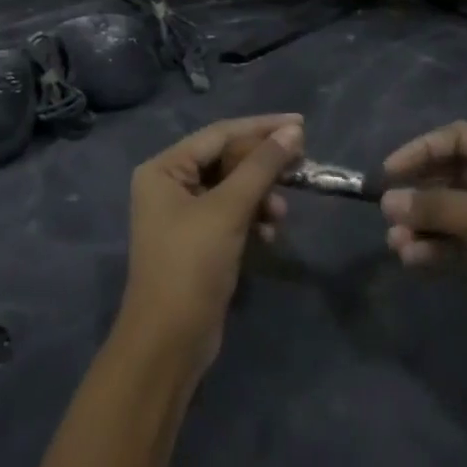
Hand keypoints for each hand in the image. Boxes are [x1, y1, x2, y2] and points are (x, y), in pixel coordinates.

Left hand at [117, 114, 301, 378]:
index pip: (220, 134)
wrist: (168, 343)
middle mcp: (170, 184)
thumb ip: (262, 166)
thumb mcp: (228, 209)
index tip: (301, 124)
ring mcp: (183, 214)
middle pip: (227, 159)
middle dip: (263, 166)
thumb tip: (293, 131)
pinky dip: (253, 218)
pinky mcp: (199, 240)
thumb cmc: (191, 265)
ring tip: (280, 214)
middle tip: (301, 165)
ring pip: (233, 187)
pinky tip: (269, 235)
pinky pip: (232, 213)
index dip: (262, 127)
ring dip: (261, 195)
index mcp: (164, 169)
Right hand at [380, 122, 466, 366]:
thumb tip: (389, 201)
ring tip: (397, 246)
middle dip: (422, 193)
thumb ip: (443, 208)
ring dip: (427, 225)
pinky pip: (466, 246)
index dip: (422, 151)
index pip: (461, 139)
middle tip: (388, 214)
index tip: (388, 173)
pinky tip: (416, 260)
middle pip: (457, 176)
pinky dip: (441, 250)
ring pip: (458, 214)